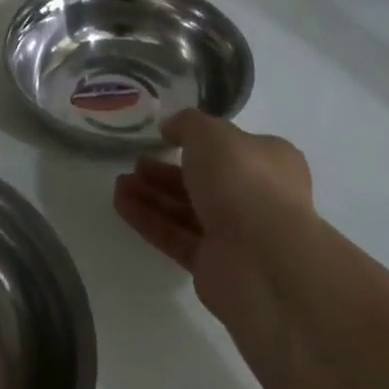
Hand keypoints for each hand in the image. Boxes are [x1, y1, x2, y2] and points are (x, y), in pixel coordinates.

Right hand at [114, 111, 317, 346]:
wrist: (263, 260)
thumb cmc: (242, 180)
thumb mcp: (210, 133)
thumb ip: (187, 124)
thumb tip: (170, 128)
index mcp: (269, 161)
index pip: (233, 147)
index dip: (200, 140)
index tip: (166, 136)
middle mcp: (256, 197)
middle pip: (204, 180)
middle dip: (167, 171)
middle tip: (137, 163)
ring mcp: (236, 234)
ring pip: (187, 209)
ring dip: (153, 195)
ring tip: (119, 183)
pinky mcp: (213, 264)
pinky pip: (176, 236)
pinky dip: (149, 220)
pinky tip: (121, 204)